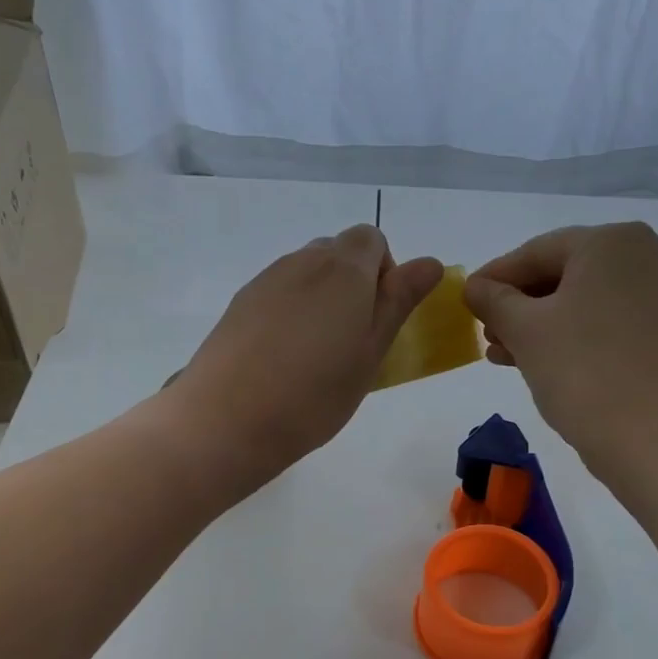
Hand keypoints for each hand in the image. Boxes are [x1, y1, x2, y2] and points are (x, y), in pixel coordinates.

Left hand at [169, 225, 443, 488]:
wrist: (228, 419)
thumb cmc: (315, 394)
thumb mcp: (371, 353)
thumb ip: (398, 302)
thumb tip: (429, 262)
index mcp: (344, 269)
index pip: (372, 239)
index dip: (384, 272)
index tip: (379, 318)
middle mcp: (303, 261)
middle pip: (337, 252)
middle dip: (352, 284)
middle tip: (351, 340)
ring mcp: (266, 280)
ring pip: (305, 273)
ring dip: (320, 299)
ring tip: (314, 354)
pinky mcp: (238, 304)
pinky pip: (277, 293)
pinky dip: (289, 312)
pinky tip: (281, 358)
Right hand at [464, 222, 657, 462]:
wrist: (648, 432)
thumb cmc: (582, 368)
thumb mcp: (524, 329)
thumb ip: (493, 300)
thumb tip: (474, 287)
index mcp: (610, 242)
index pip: (536, 252)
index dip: (494, 276)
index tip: (464, 300)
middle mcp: (639, 256)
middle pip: (559, 273)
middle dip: (515, 304)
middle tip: (482, 332)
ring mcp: (652, 294)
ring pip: (576, 300)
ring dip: (533, 324)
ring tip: (499, 352)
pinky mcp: (654, 330)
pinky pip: (597, 320)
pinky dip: (563, 334)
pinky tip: (528, 359)